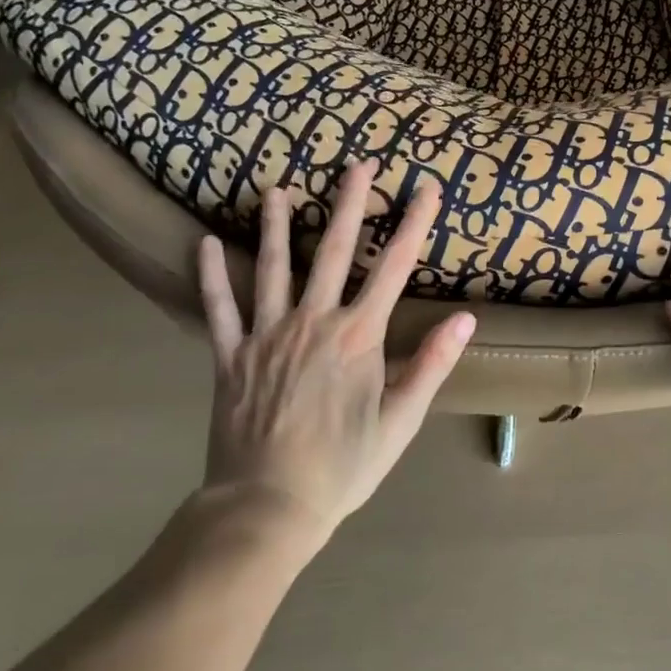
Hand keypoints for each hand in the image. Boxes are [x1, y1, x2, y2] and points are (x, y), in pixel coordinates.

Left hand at [196, 162, 474, 539]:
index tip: (426, 189)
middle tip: (357, 164)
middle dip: (348, 204)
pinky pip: (220, 309)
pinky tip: (204, 244)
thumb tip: (465, 319)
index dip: (412, 225)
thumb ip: (432, 365)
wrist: (267, 506)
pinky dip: (212, 276)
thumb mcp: (400, 421)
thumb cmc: (343, 467)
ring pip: (273, 268)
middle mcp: (313, 322)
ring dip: (278, 225)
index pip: (393, 268)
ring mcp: (267, 335)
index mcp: (358, 337)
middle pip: (333, 252)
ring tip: (278, 188)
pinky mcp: (231, 356)